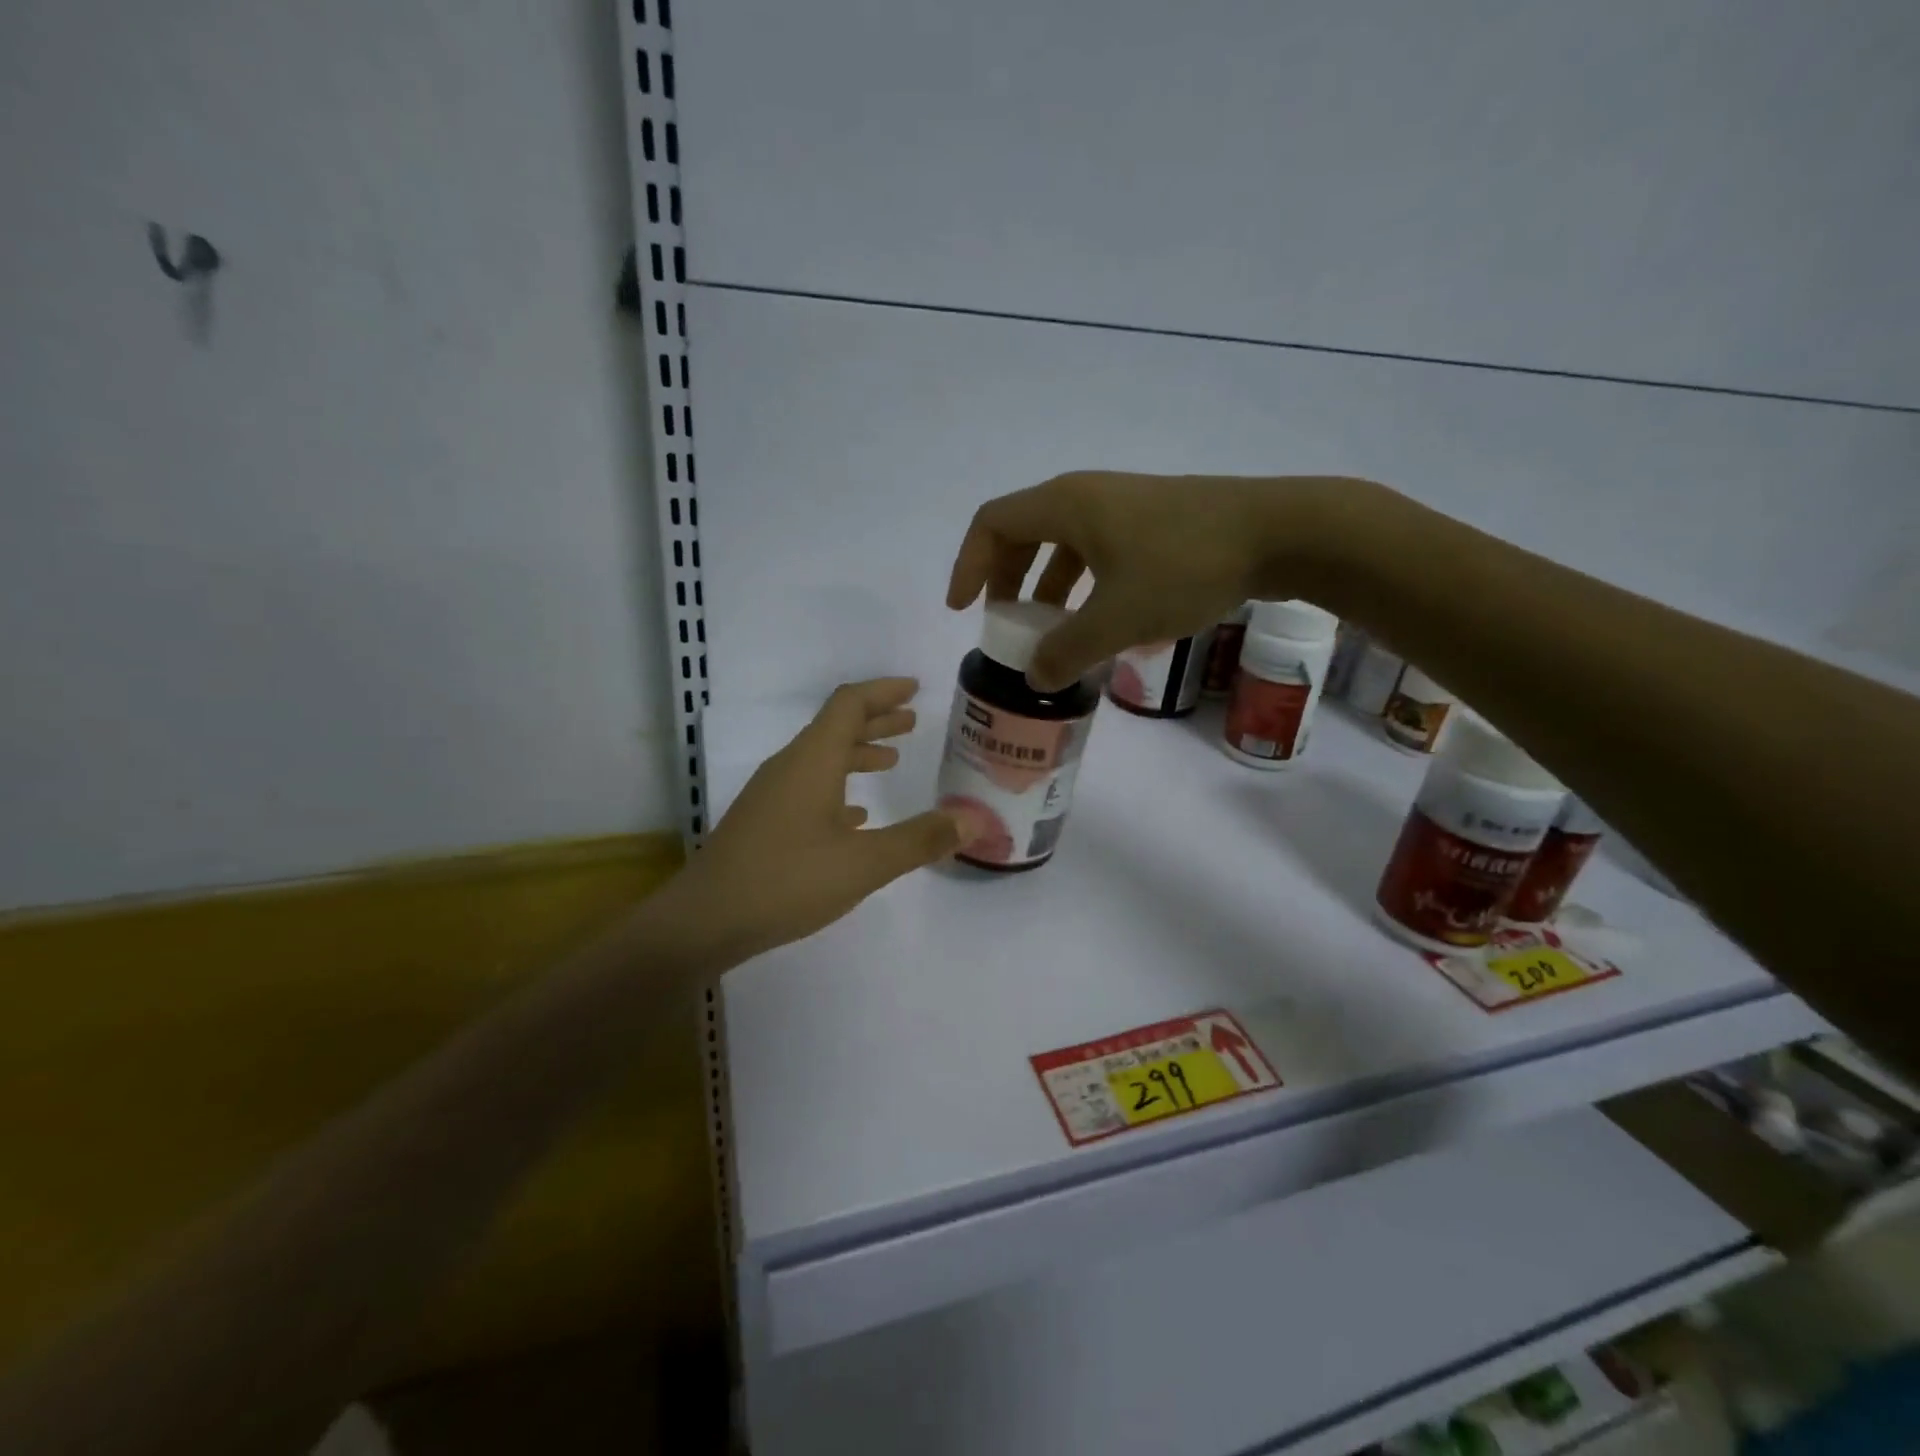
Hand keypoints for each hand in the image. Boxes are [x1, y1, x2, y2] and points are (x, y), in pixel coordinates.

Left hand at [674, 679, 961, 963]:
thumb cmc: (786, 881)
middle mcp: (790, 767)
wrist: (704, 921)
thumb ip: (920, 839)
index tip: (914, 688)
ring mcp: (772, 795)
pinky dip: (838, 787)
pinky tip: (856, 814)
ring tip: (891, 761)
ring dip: (858, 753)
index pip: (850, 704)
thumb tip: (973, 820)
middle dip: (877, 720)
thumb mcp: (864, 863)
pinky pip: (808, 787)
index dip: (884, 692)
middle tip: (912, 721)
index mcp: (812, 760)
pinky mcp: (764, 822)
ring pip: (822, 758)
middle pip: (836, 727)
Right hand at [946, 471, 1347, 689]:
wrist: (1280, 532)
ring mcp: (1123, 506)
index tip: (962, 609)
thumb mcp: (1117, 619)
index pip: (992, 524)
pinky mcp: (1153, 521)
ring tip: (1050, 632)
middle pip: (1024, 532)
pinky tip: (1100, 621)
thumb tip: (1035, 676)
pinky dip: (1083, 585)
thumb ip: (1066, 651)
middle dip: (1006, 581)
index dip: (968, 565)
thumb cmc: (1185, 566)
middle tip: (1005, 624)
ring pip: (1064, 544)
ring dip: (1046, 587)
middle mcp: (1087, 496)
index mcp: (1066, 505)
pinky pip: (1097, 550)